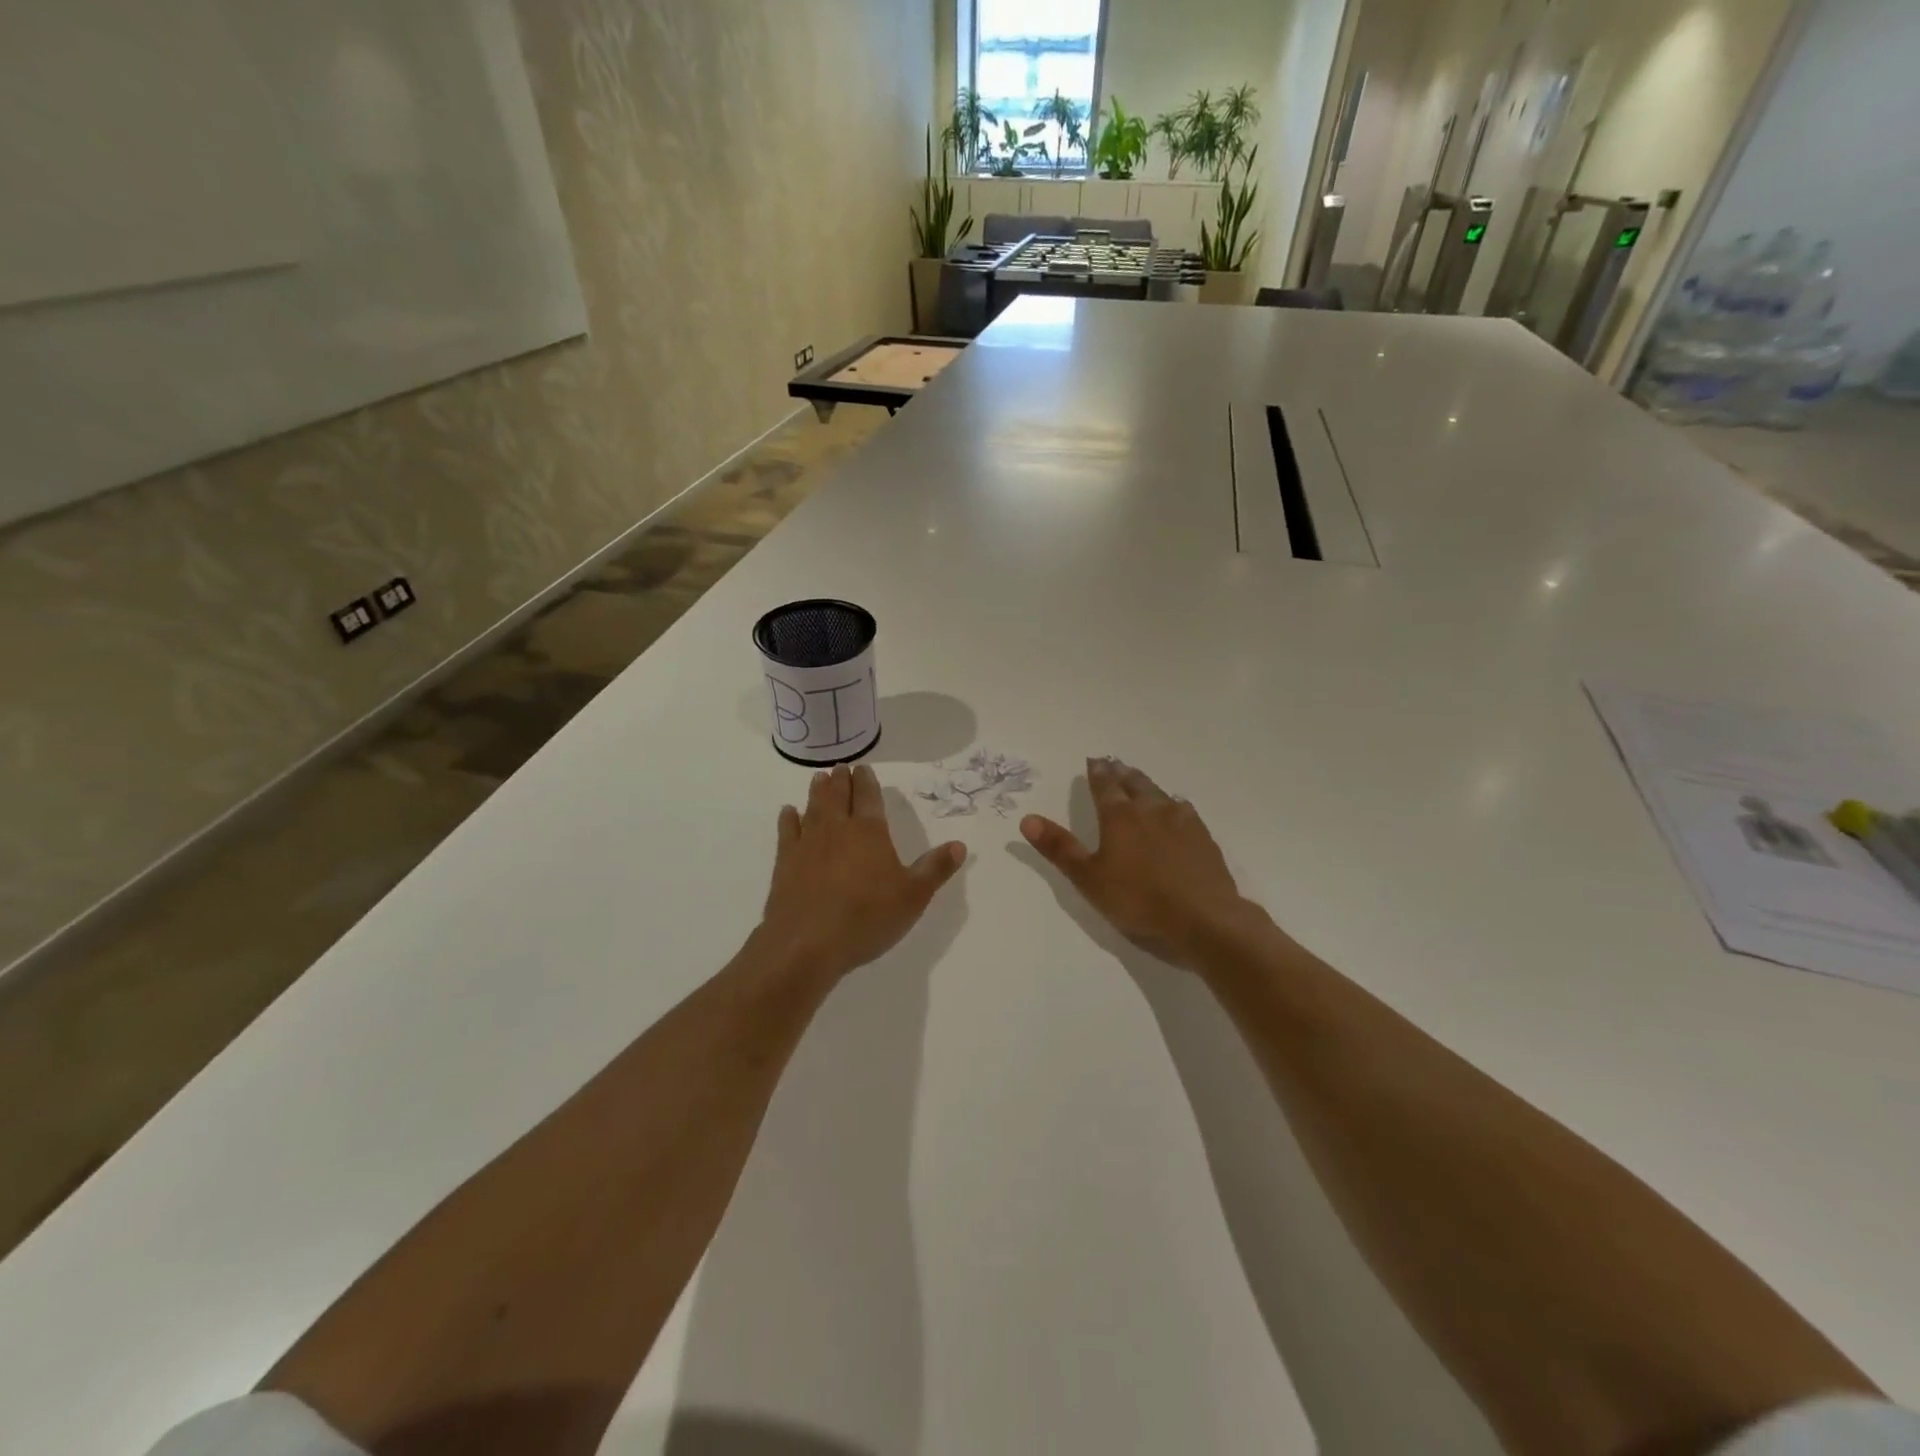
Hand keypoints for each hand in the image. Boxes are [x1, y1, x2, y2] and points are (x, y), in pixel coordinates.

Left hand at [758, 764, 965, 982]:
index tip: (864, 768)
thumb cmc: (867, 917)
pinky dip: (789, 818)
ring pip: (813, 807)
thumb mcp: (913, 896)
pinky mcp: (785, 863)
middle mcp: (837, 829)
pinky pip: (787, 831)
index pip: (868, 796)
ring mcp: (807, 844)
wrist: (806, 943)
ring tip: (820, 779)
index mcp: (869, 832)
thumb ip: (936, 868)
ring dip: (818, 791)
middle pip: (838, 796)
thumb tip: (960, 845)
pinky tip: (789, 812)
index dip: (867, 781)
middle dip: (841, 780)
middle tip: (841, 767)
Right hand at [1021, 757, 1249, 969]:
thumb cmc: (1138, 899)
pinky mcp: (1203, 836)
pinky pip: (1183, 809)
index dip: (1098, 772)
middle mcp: (1151, 809)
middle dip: (1121, 773)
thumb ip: (1060, 848)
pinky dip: (1172, 803)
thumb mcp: (1088, 878)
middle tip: (1114, 764)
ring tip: (1139, 781)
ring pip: (1159, 793)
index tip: (1094, 760)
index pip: (1105, 786)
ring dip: (1146, 784)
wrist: (1202, 917)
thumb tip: (1027, 818)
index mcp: (1120, 817)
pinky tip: (1176, 809)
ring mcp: (1181, 821)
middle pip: (1134, 783)